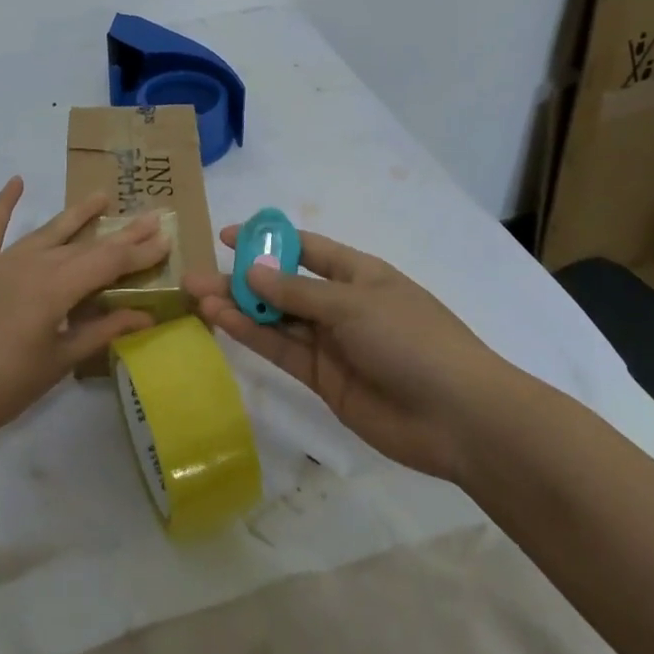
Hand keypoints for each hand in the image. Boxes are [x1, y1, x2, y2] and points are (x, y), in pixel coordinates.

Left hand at [0, 178, 169, 448]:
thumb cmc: (5, 387)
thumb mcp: (60, 362)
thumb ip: (102, 331)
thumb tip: (146, 316)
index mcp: (55, 288)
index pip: (108, 262)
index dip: (139, 252)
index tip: (166, 238)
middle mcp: (32, 264)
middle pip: (85, 244)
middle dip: (121, 233)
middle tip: (151, 217)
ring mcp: (1, 262)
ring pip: (48, 231)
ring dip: (77, 214)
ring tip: (102, 196)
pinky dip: (4, 204)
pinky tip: (16, 182)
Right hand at [186, 226, 504, 480]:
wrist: (457, 417)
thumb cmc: (410, 339)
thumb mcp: (352, 303)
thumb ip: (296, 291)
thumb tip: (250, 271)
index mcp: (357, 273)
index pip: (304, 247)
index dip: (267, 240)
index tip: (226, 236)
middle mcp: (340, 303)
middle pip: (283, 284)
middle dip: (242, 277)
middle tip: (196, 273)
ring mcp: (331, 342)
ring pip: (276, 319)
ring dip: (239, 307)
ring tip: (196, 295)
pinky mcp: (323, 379)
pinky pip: (282, 350)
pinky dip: (252, 335)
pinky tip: (222, 321)